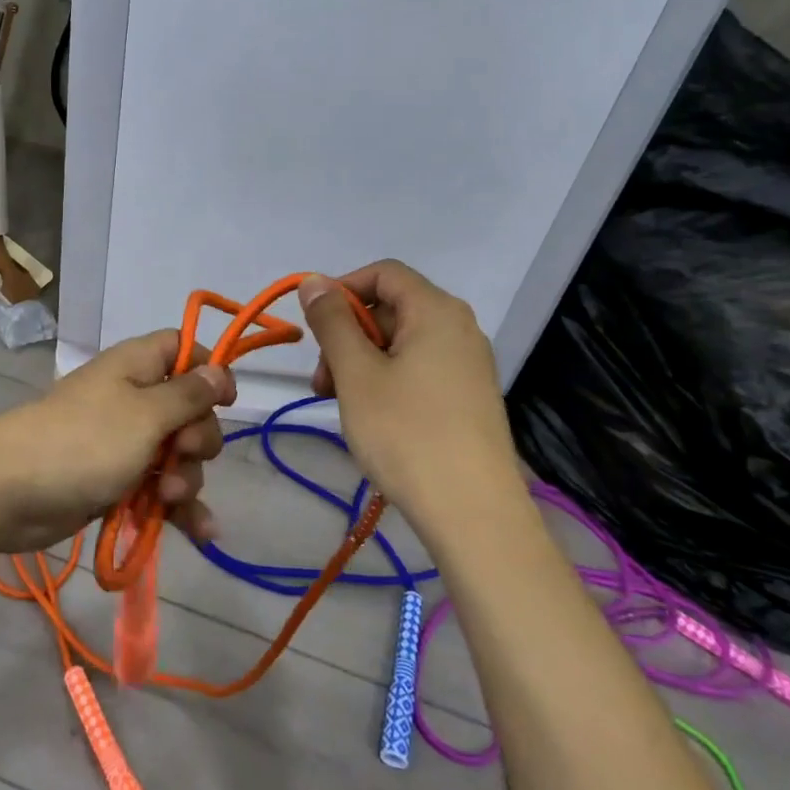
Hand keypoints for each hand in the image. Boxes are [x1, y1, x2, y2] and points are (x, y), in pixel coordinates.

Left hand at [0, 331, 232, 554]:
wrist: (9, 491)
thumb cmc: (85, 441)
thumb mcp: (146, 415)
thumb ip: (188, 396)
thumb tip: (219, 371)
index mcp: (138, 366)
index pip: (183, 349)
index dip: (208, 371)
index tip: (226, 401)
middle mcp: (133, 398)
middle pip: (188, 409)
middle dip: (198, 438)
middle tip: (181, 455)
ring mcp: (123, 442)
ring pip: (176, 455)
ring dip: (186, 479)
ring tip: (168, 498)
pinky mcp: (115, 481)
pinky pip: (158, 489)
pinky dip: (177, 509)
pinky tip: (202, 534)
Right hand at [299, 261, 523, 535]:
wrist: (475, 515)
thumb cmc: (408, 434)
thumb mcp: (357, 374)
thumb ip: (332, 321)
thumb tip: (313, 281)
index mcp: (436, 311)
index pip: (383, 274)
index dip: (343, 290)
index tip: (315, 327)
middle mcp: (459, 328)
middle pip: (391, 308)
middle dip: (348, 335)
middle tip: (323, 381)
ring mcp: (469, 364)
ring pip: (402, 342)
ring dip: (363, 362)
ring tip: (342, 404)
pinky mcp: (470, 396)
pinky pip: (421, 369)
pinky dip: (388, 380)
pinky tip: (373, 418)